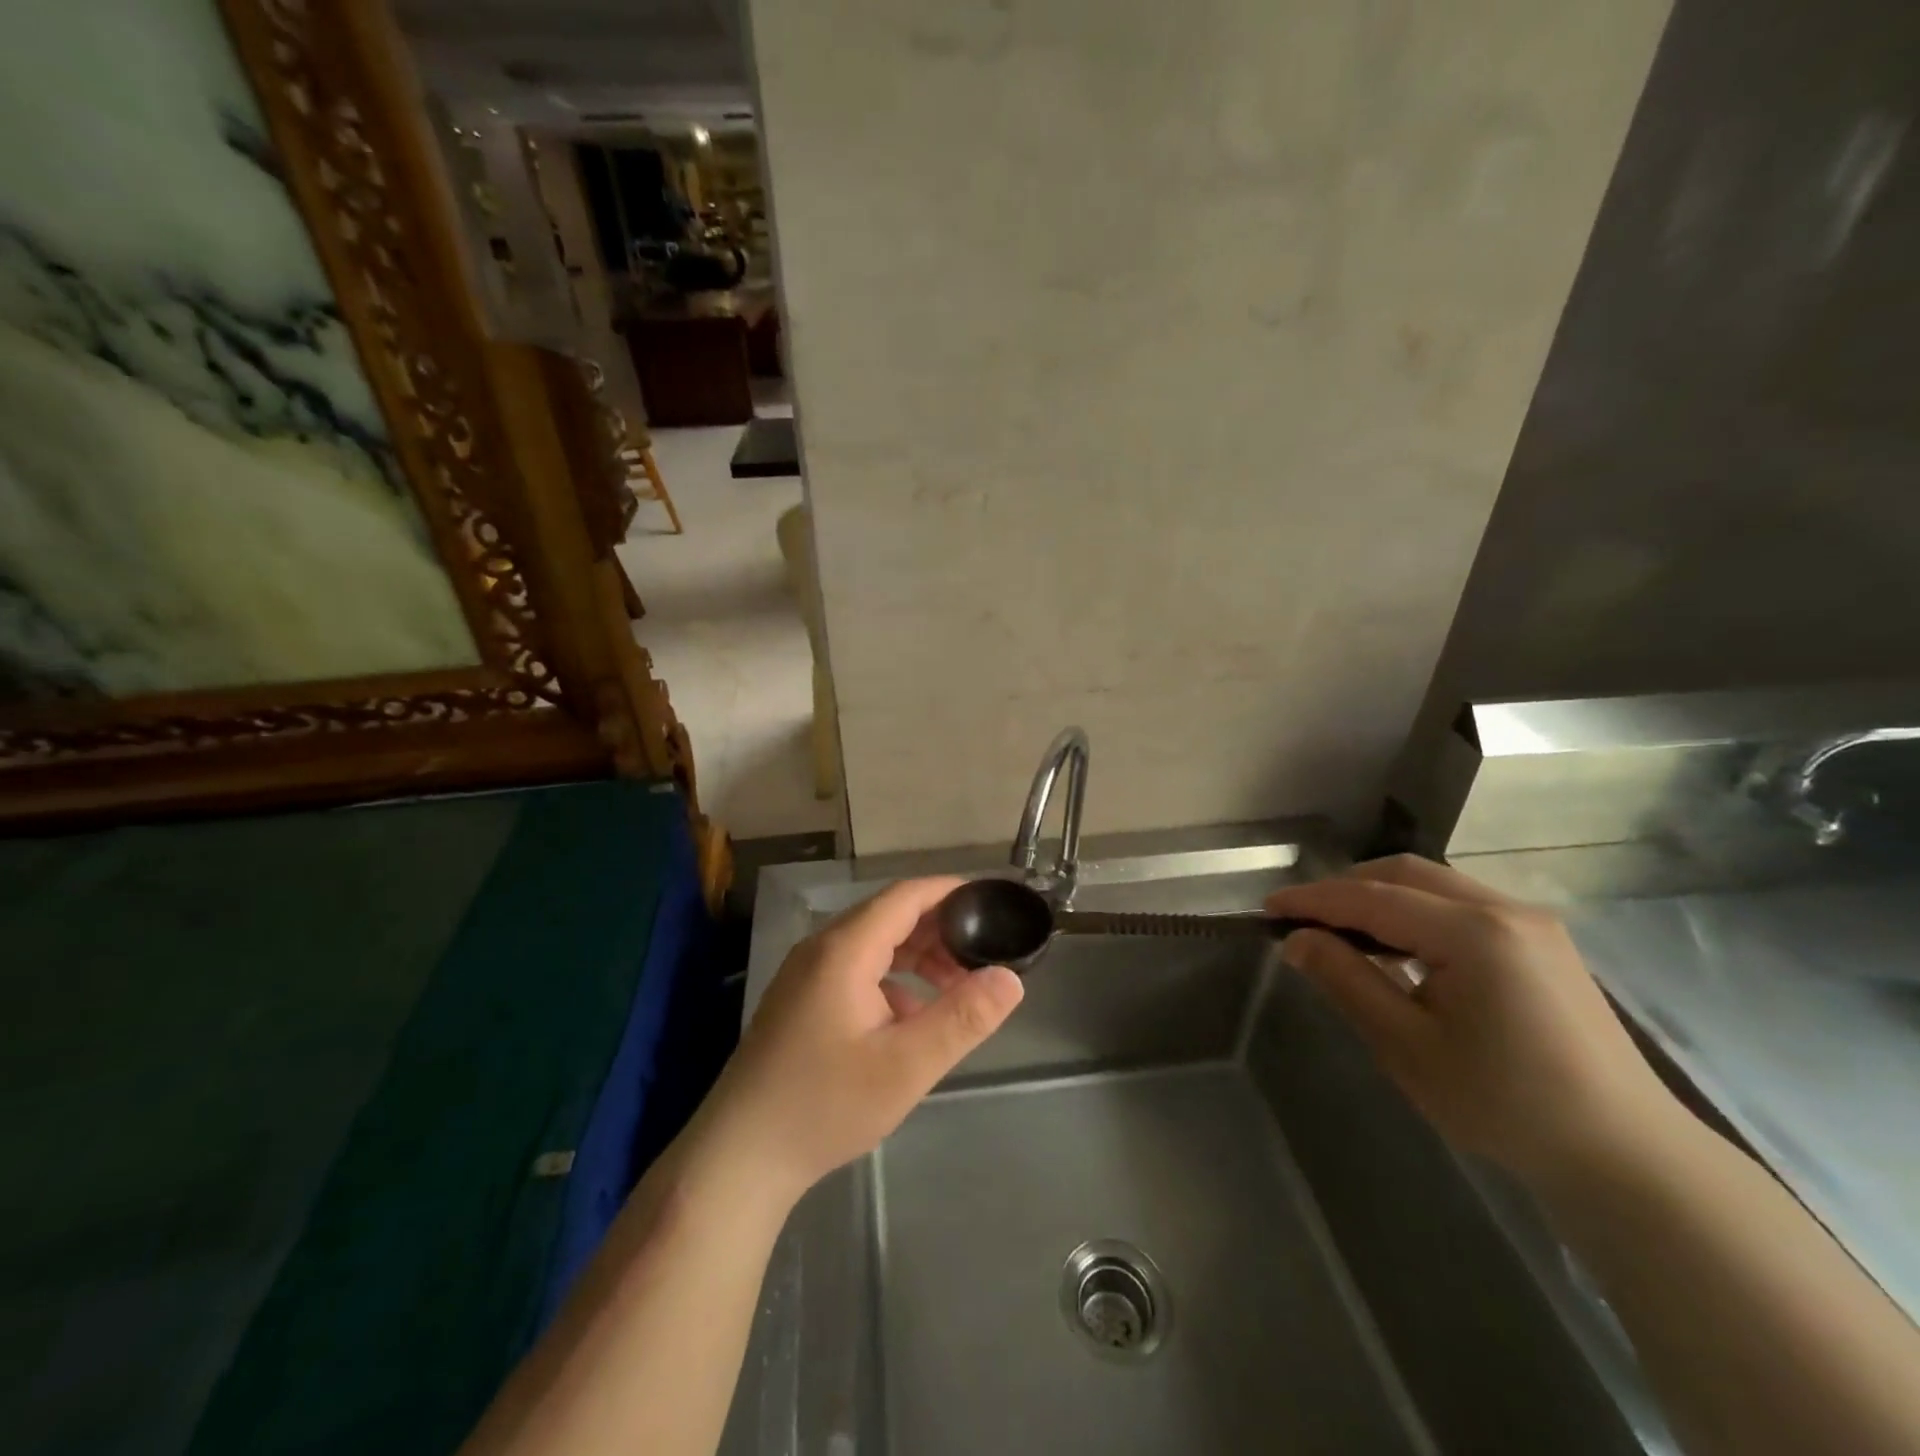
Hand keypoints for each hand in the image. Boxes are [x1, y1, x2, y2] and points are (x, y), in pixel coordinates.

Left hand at [698, 876, 1023, 1200]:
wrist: (739, 1156)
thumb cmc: (825, 1105)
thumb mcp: (906, 1066)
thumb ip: (962, 1019)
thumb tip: (1011, 979)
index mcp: (845, 950)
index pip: (905, 896)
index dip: (949, 892)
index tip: (990, 902)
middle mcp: (822, 949)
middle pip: (889, 918)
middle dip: (940, 930)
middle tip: (983, 954)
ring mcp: (806, 975)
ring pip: (873, 946)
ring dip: (917, 958)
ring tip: (957, 988)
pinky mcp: (800, 1001)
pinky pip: (856, 971)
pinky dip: (892, 981)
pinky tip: (912, 1019)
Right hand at [1267, 855, 1679, 1191]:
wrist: (1626, 1157)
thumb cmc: (1505, 1105)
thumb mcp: (1408, 1046)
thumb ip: (1347, 981)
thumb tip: (1297, 939)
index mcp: (1473, 932)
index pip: (1371, 898)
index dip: (1313, 900)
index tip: (1267, 909)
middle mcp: (1505, 910)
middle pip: (1404, 873)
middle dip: (1345, 888)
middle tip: (1302, 919)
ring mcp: (1531, 922)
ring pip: (1434, 884)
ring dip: (1380, 896)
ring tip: (1342, 933)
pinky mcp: (1543, 941)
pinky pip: (1462, 904)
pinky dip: (1416, 911)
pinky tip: (1400, 948)